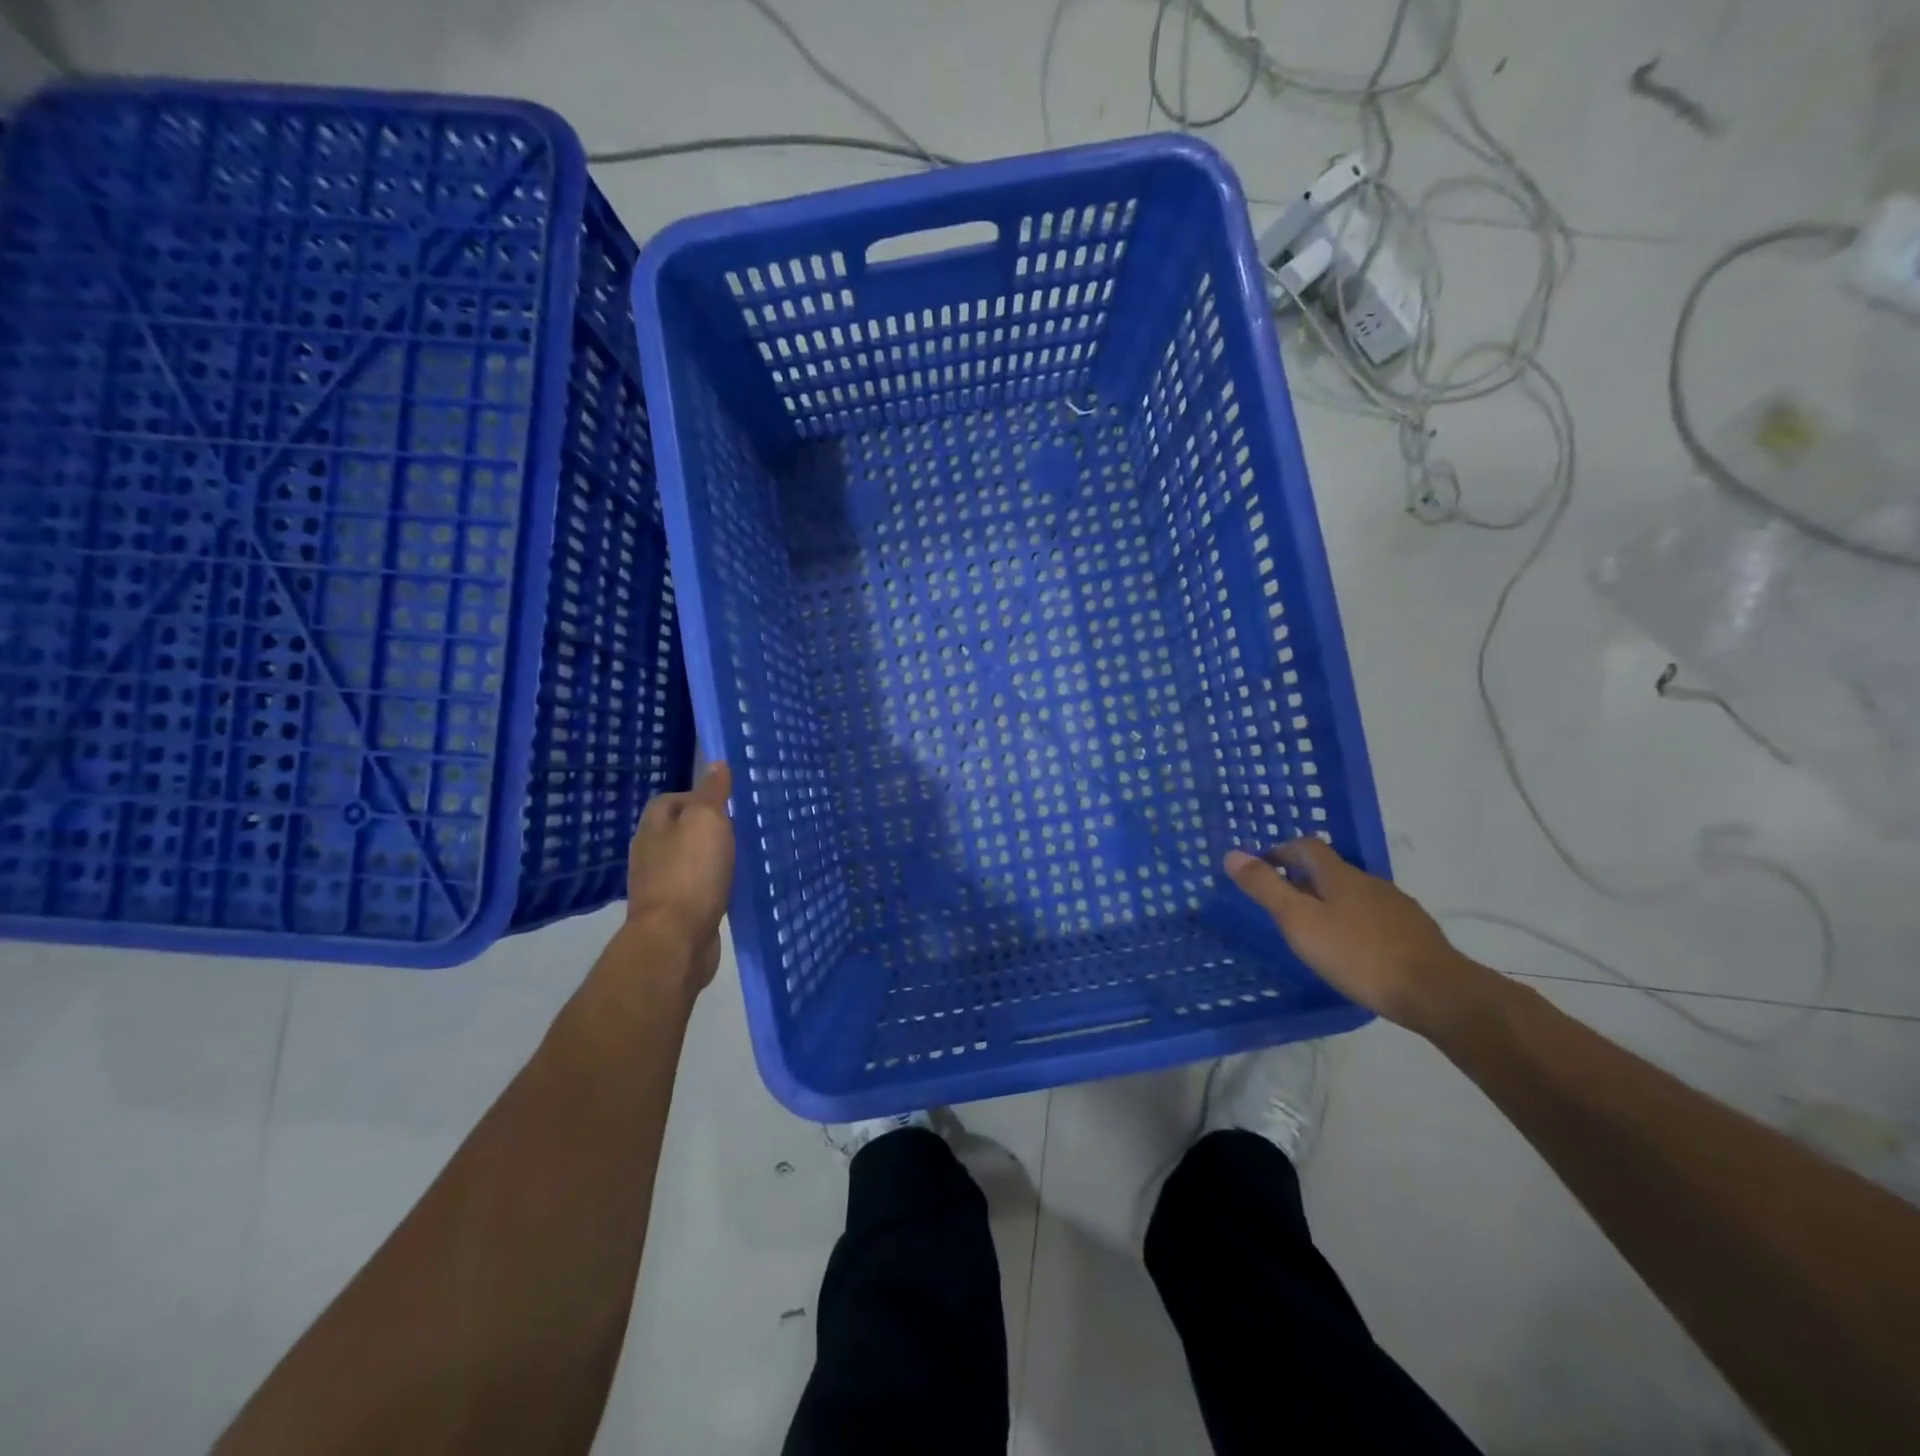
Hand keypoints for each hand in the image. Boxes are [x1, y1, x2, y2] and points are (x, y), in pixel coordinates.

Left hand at [623, 762, 734, 991]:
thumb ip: (712, 792)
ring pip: (688, 861)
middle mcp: (650, 853)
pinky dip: (712, 885)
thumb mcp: (707, 821)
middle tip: (741, 829)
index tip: (729, 804)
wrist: (675, 941)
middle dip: (707, 828)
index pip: (671, 799)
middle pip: (679, 830)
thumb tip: (715, 763)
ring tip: (741, 857)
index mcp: (653, 827)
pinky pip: (696, 889)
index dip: (698, 797)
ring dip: (710, 858)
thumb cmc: (691, 873)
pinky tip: (731, 888)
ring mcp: (659, 885)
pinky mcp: (674, 913)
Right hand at [1224, 838, 1482, 1033]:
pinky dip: (1355, 924)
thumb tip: (1232, 854)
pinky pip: (1375, 917)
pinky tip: (1353, 950)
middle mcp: (1369, 882)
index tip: (1262, 869)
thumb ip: (1266, 888)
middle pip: (1330, 869)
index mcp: (1339, 875)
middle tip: (1282, 903)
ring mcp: (1396, 906)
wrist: (1436, 992)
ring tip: (1315, 930)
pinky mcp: (1414, 933)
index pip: (1306, 846)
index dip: (1281, 851)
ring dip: (1330, 902)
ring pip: (1354, 894)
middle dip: (1303, 879)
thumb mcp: (1299, 921)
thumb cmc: (1358, 954)